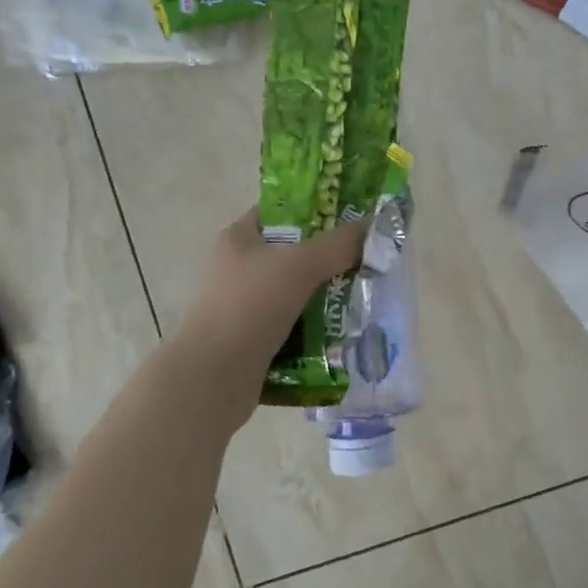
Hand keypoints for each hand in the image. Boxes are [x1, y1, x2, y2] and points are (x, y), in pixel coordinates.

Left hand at [179, 209, 366, 379]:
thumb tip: (374, 225)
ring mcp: (246, 307)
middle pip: (294, 255)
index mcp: (240, 239)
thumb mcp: (300, 265)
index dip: (315, 210)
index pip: (281, 212)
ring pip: (298, 294)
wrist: (213, 377)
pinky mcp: (254, 341)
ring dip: (328, 298)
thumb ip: (339, 244)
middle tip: (368, 262)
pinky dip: (318, 331)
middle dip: (331, 259)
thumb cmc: (251, 306)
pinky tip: (345, 333)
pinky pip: (295, 328)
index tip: (352, 219)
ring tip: (364, 298)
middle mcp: (239, 270)